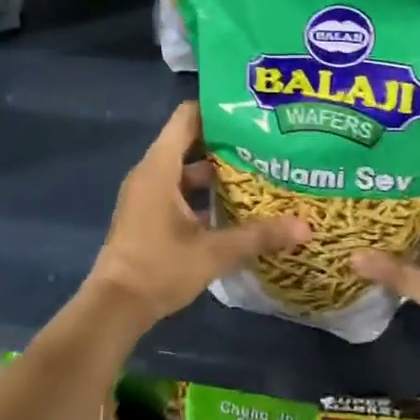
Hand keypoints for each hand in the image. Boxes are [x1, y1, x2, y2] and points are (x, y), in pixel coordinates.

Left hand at [84, 101, 307, 333]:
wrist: (113, 309)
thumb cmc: (159, 268)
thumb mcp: (213, 252)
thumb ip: (258, 236)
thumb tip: (306, 227)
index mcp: (160, 167)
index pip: (187, 116)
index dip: (217, 110)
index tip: (251, 114)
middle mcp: (150, 173)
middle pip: (190, 141)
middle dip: (226, 142)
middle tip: (265, 143)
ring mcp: (147, 195)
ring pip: (185, 169)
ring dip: (216, 172)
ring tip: (257, 173)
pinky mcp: (147, 215)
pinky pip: (178, 190)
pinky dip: (203, 194)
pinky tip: (234, 208)